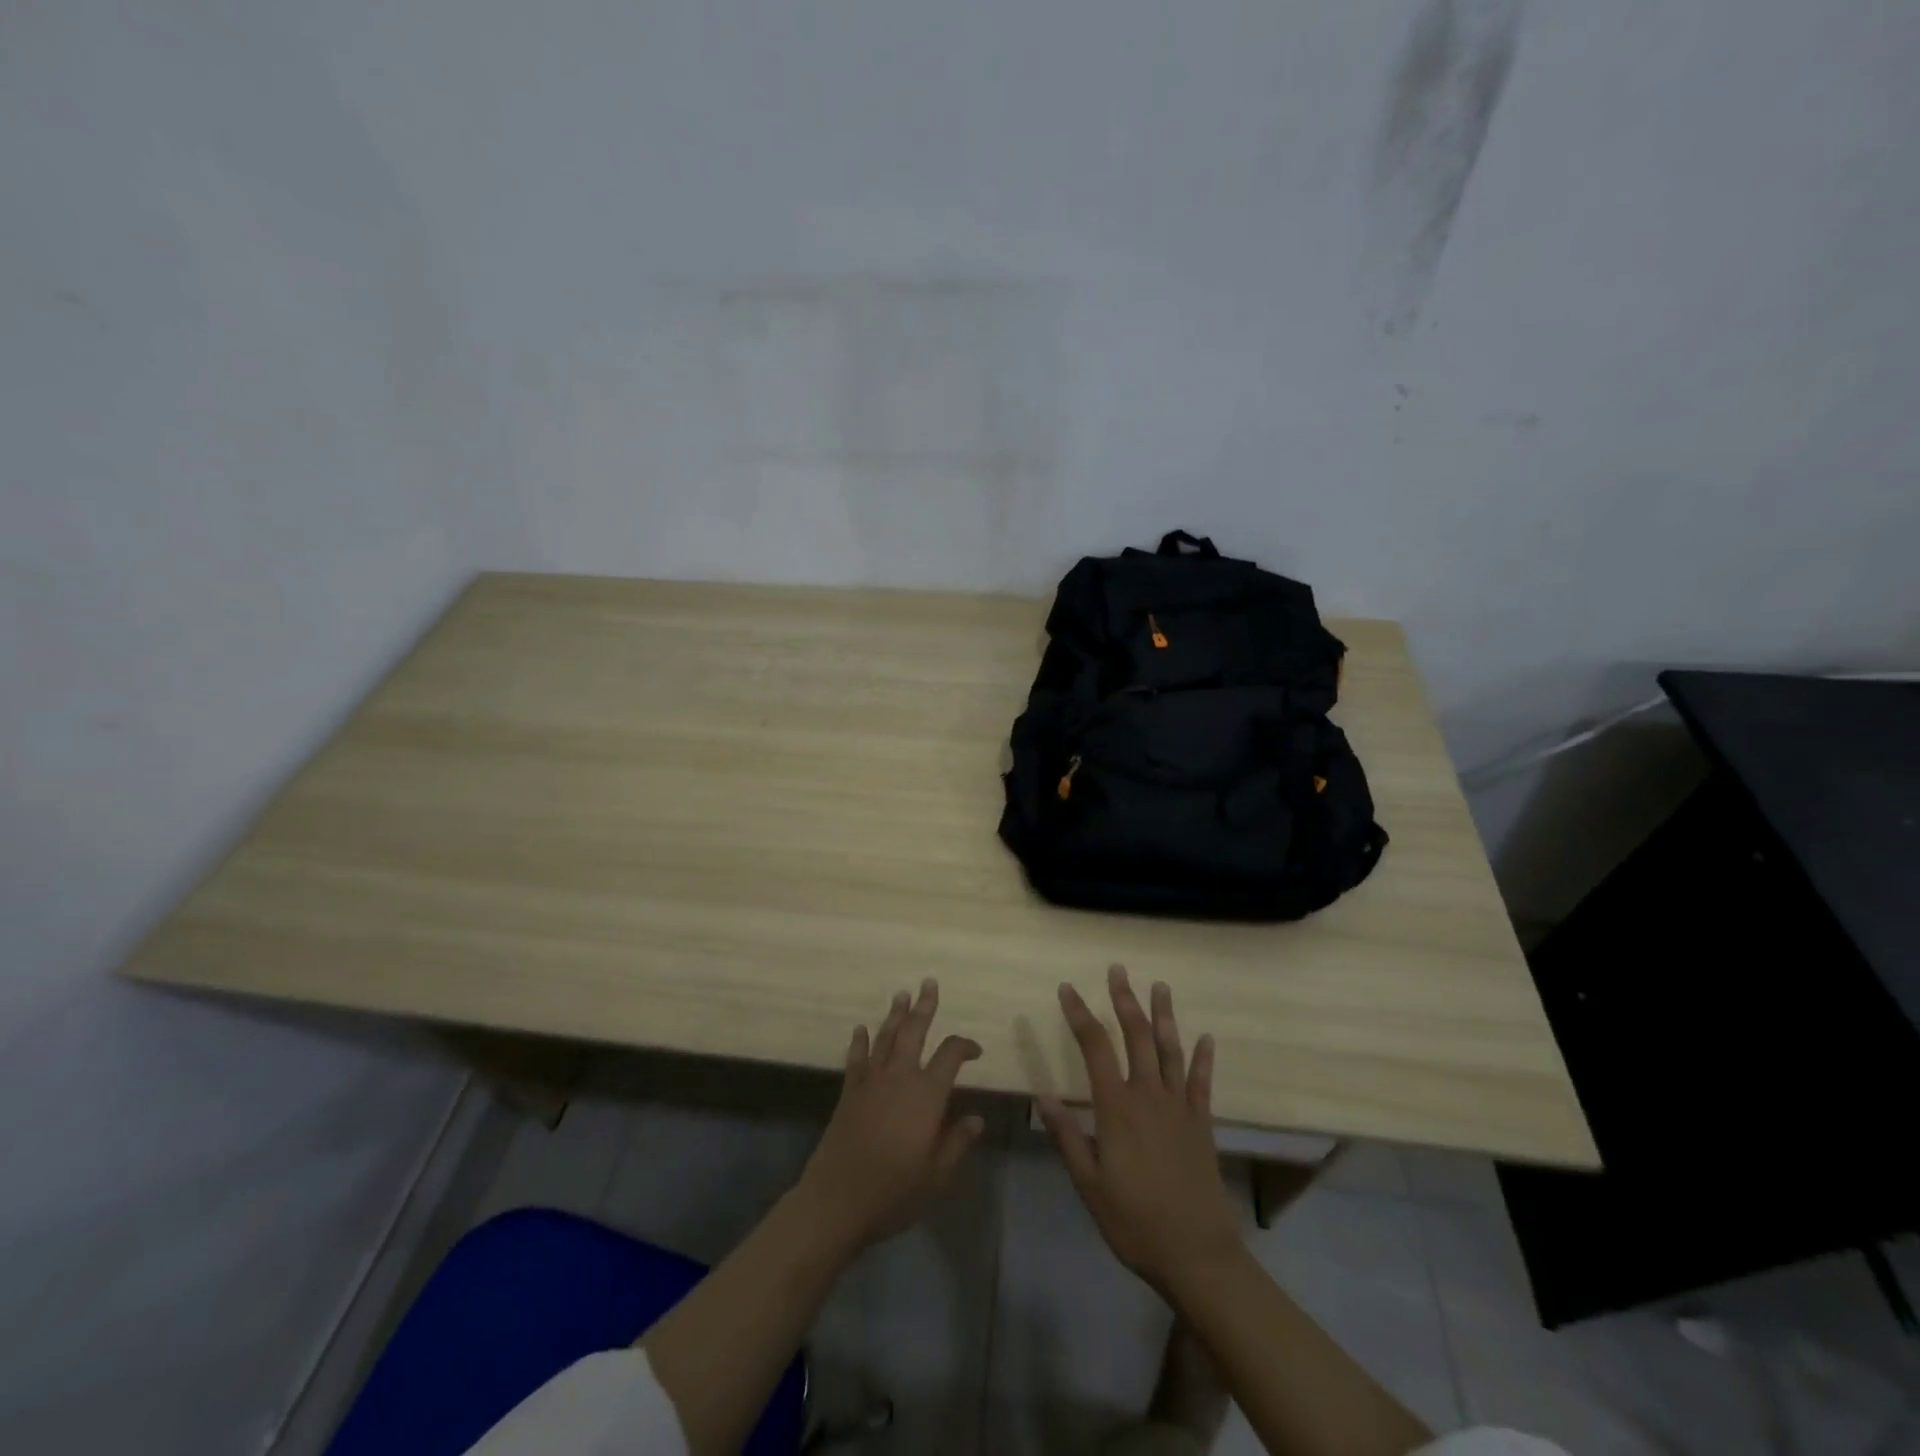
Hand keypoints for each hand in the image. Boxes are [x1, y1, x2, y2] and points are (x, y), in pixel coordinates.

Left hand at [796, 978, 985, 1254]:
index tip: (975, 1051)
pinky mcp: (849, 1092)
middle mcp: (900, 1077)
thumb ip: (957, 1142)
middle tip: (928, 983)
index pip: (950, 1055)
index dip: (965, 1046)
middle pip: (914, 1032)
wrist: (837, 1200)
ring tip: (901, 994)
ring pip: (886, 1038)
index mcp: (927, 1094)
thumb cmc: (894, 1191)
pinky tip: (860, 1029)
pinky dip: (859, 1042)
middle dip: (924, 1006)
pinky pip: (856, 1059)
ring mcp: (871, 1082)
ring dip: (895, 1015)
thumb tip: (976, 1118)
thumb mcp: (936, 1175)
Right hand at [1038, 965, 1241, 1294]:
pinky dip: (1203, 1058)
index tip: (1067, 989)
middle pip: (1135, 1036)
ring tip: (1159, 986)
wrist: (1196, 1253)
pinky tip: (1206, 1037)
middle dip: (1124, 1000)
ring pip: (1169, 1049)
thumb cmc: (1134, 1221)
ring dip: (1163, 1015)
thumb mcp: (1088, 1184)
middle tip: (1118, 970)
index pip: (1094, 1047)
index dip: (1079, 1014)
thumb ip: (1067, 1137)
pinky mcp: (1201, 1123)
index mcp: (1116, 1107)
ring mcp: (1179, 1106)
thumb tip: (1042, 1096)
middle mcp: (1148, 1095)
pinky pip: (1201, 1082)